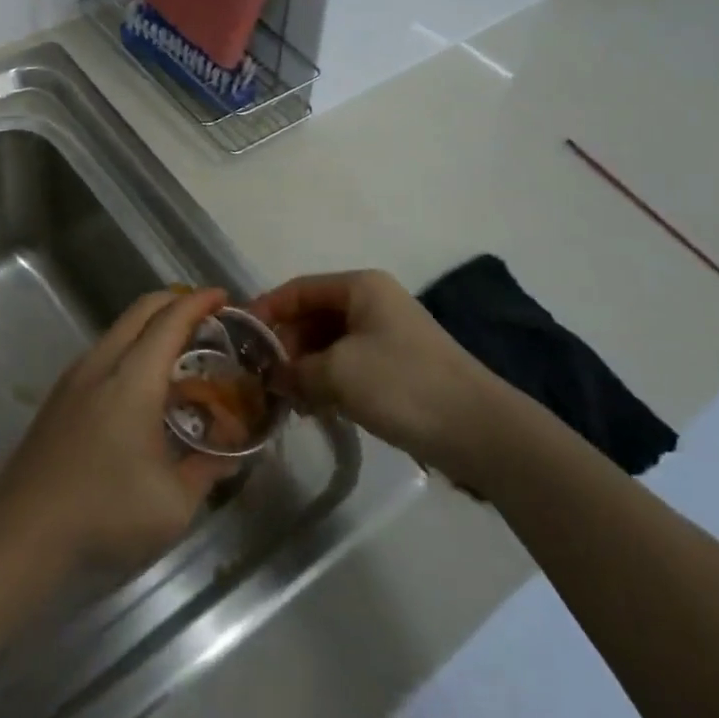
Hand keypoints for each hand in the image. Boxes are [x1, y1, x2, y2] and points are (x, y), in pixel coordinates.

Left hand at [0, 288, 236, 571]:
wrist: (19, 533)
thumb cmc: (104, 513)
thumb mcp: (173, 504)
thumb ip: (207, 471)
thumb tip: (230, 456)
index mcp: (133, 377)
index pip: (170, 320)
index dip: (199, 302)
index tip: (223, 296)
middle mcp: (101, 362)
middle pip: (141, 310)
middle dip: (176, 302)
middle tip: (207, 317)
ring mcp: (74, 377)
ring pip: (119, 329)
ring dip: (151, 326)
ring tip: (179, 351)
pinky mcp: (59, 396)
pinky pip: (104, 351)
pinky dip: (131, 347)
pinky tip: (141, 384)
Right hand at [254, 269, 505, 469]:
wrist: (480, 430)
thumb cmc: (403, 384)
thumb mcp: (338, 373)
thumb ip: (296, 370)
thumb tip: (273, 377)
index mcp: (360, 287)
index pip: (298, 289)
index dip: (266, 310)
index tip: (238, 337)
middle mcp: (373, 302)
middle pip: (313, 315)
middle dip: (285, 344)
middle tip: (259, 376)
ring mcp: (387, 335)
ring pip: (329, 343)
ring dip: (304, 367)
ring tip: (283, 397)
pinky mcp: (397, 367)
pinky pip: (348, 365)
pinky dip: (327, 380)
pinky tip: (312, 407)